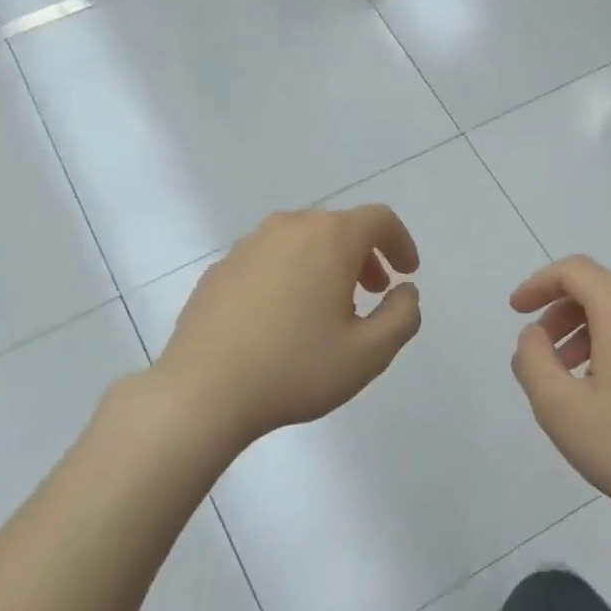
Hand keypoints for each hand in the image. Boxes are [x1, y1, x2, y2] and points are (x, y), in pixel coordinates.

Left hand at [156, 206, 421, 448]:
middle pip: (338, 226)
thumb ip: (402, 316)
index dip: (400, 242)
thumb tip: (405, 292)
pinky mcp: (219, 270)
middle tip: (373, 293)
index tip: (407, 273)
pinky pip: (268, 260)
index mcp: (329, 238)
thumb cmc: (296, 368)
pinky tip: (283, 319)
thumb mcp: (370, 353)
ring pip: (300, 241)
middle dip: (364, 255)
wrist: (203, 391)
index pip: (378, 219)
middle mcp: (287, 228)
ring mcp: (247, 246)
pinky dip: (290, 275)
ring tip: (329, 308)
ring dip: (326, 264)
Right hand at [510, 256, 610, 535]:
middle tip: (542, 353)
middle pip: (600, 287)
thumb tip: (535, 334)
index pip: (574, 270)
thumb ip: (532, 359)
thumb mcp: (558, 407)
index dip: (538, 284)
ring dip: (588, 330)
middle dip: (561, 312)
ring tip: (570, 376)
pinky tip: (607, 387)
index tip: (516, 311)